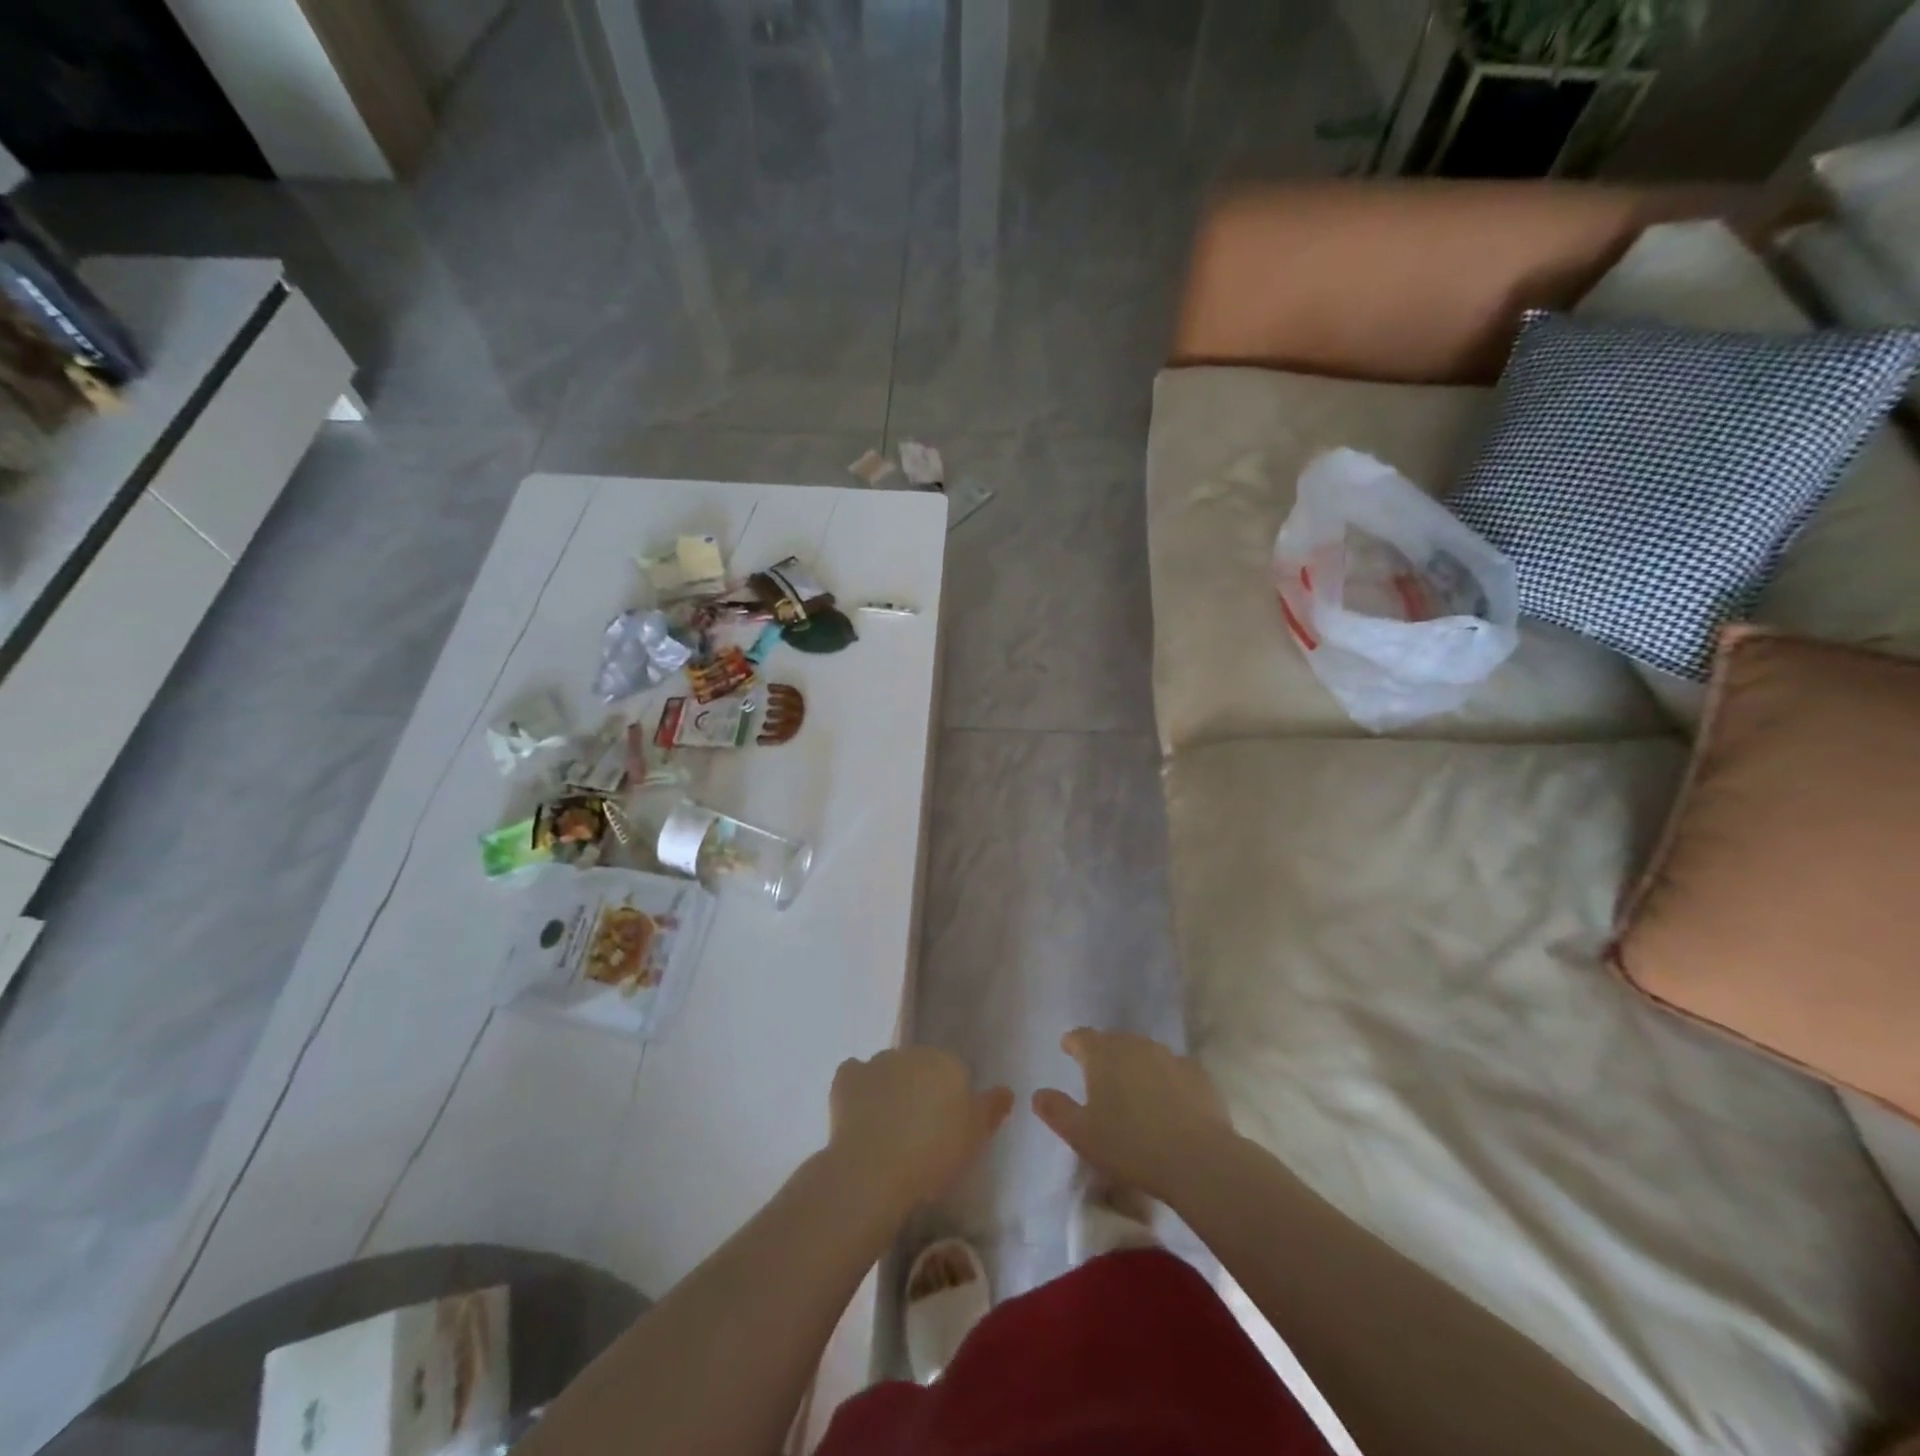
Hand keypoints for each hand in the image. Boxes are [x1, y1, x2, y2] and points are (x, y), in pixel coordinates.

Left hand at [828, 1048, 1012, 1209]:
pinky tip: (859, 1114)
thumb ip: (992, 1108)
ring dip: (890, 1089)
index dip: (951, 1100)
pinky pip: (855, 1077)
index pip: (954, 1073)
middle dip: (920, 1090)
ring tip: (888, 1129)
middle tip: (919, 1131)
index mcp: (947, 1063)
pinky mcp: (846, 1078)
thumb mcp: (976, 1137)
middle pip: (920, 1068)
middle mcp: (912, 1053)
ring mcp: (876, 1062)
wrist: (875, 1169)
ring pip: (888, 1070)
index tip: (946, 1129)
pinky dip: (857, 1089)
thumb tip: (1005, 1090)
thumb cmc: (934, 1154)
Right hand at [1032, 1029, 1235, 1203]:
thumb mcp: (1081, 1134)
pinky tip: (1168, 1102)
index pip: (1081, 1037)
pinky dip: (1165, 1080)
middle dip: (1104, 1054)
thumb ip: (1056, 1110)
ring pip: (1144, 1053)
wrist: (1197, 1159)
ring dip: (1135, 1066)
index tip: (1068, 1049)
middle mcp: (1134, 1045)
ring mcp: (1169, 1056)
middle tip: (1099, 1076)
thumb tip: (1038, 1094)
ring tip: (1133, 1091)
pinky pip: (1173, 1070)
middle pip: (1113, 1041)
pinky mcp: (1197, 1074)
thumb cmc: (1129, 1145)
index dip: (1073, 1043)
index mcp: (1102, 1054)